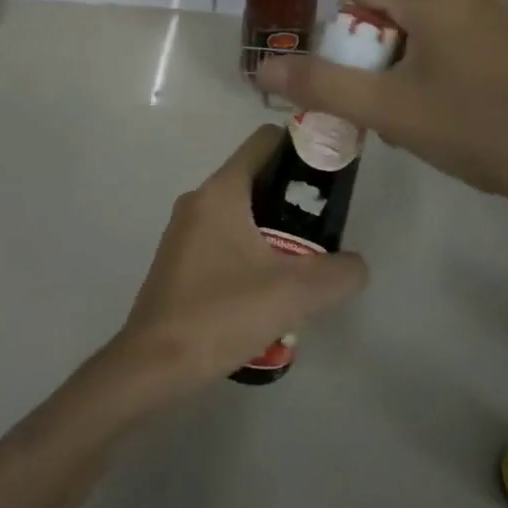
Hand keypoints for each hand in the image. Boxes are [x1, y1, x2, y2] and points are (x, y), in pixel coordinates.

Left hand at [106, 125, 367, 395]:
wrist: (153, 366)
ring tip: (301, 268)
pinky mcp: (180, 260)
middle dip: (294, 200)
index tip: (331, 179)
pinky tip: (268, 292)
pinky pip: (225, 240)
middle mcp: (199, 200)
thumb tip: (354, 265)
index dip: (303, 149)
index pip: (265, 141)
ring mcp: (185, 231)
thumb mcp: (293, 294)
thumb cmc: (220, 315)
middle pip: (257, 178)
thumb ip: (338, 273)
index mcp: (221, 191)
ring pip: (242, 213)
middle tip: (324, 234)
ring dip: (275, 232)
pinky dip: (251, 253)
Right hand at [255, 0, 507, 217]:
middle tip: (378, 106)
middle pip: (389, 11)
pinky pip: (452, 44)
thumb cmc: (472, 129)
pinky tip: (446, 114)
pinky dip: (433, 71)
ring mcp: (494, 19)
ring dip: (400, 68)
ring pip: (421, 31)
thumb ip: (322, 85)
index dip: (341, 31)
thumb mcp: (387, 110)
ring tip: (410, 118)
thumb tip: (262, 67)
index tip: (352, 78)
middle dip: (371, 56)